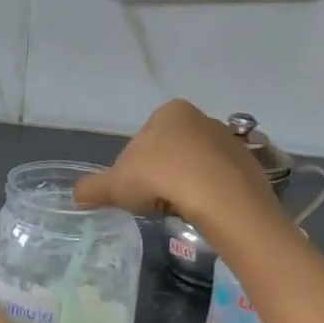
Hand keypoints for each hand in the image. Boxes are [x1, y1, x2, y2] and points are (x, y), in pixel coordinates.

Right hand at [75, 100, 281, 241]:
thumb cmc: (161, 178)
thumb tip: (76, 195)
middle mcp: (201, 118)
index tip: (134, 190)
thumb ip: (93, 188)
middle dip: (161, 175)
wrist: (219, 195)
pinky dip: (209, 194)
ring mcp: (228, 140)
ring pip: (196, 166)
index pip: (142, 141)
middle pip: (170, 151)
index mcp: (169, 112)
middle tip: (154, 201)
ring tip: (179, 208)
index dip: (133, 168)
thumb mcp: (116, 185)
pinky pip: (219, 181)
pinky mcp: (247, 164)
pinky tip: (202, 211)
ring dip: (185, 185)